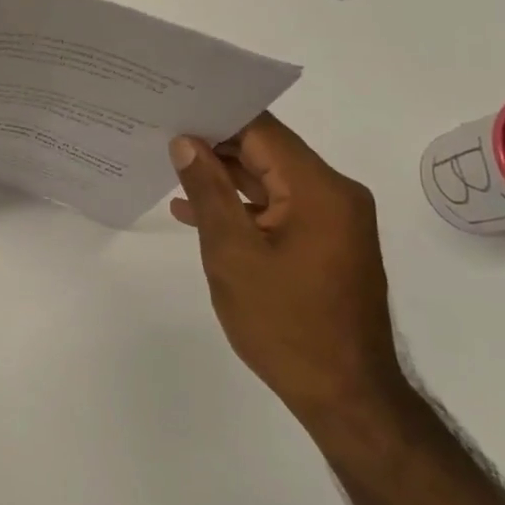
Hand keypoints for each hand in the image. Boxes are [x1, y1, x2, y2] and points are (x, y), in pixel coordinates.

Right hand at [169, 114, 403, 425]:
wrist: (343, 393)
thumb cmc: (284, 322)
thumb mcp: (232, 252)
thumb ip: (208, 191)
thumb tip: (185, 142)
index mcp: (319, 188)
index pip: (262, 131)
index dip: (215, 117)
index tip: (171, 111)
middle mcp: (335, 194)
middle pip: (268, 152)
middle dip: (215, 145)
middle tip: (161, 136)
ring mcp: (334, 220)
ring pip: (271, 181)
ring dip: (225, 178)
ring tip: (170, 170)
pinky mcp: (326, 243)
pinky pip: (279, 208)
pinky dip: (243, 207)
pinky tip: (198, 213)